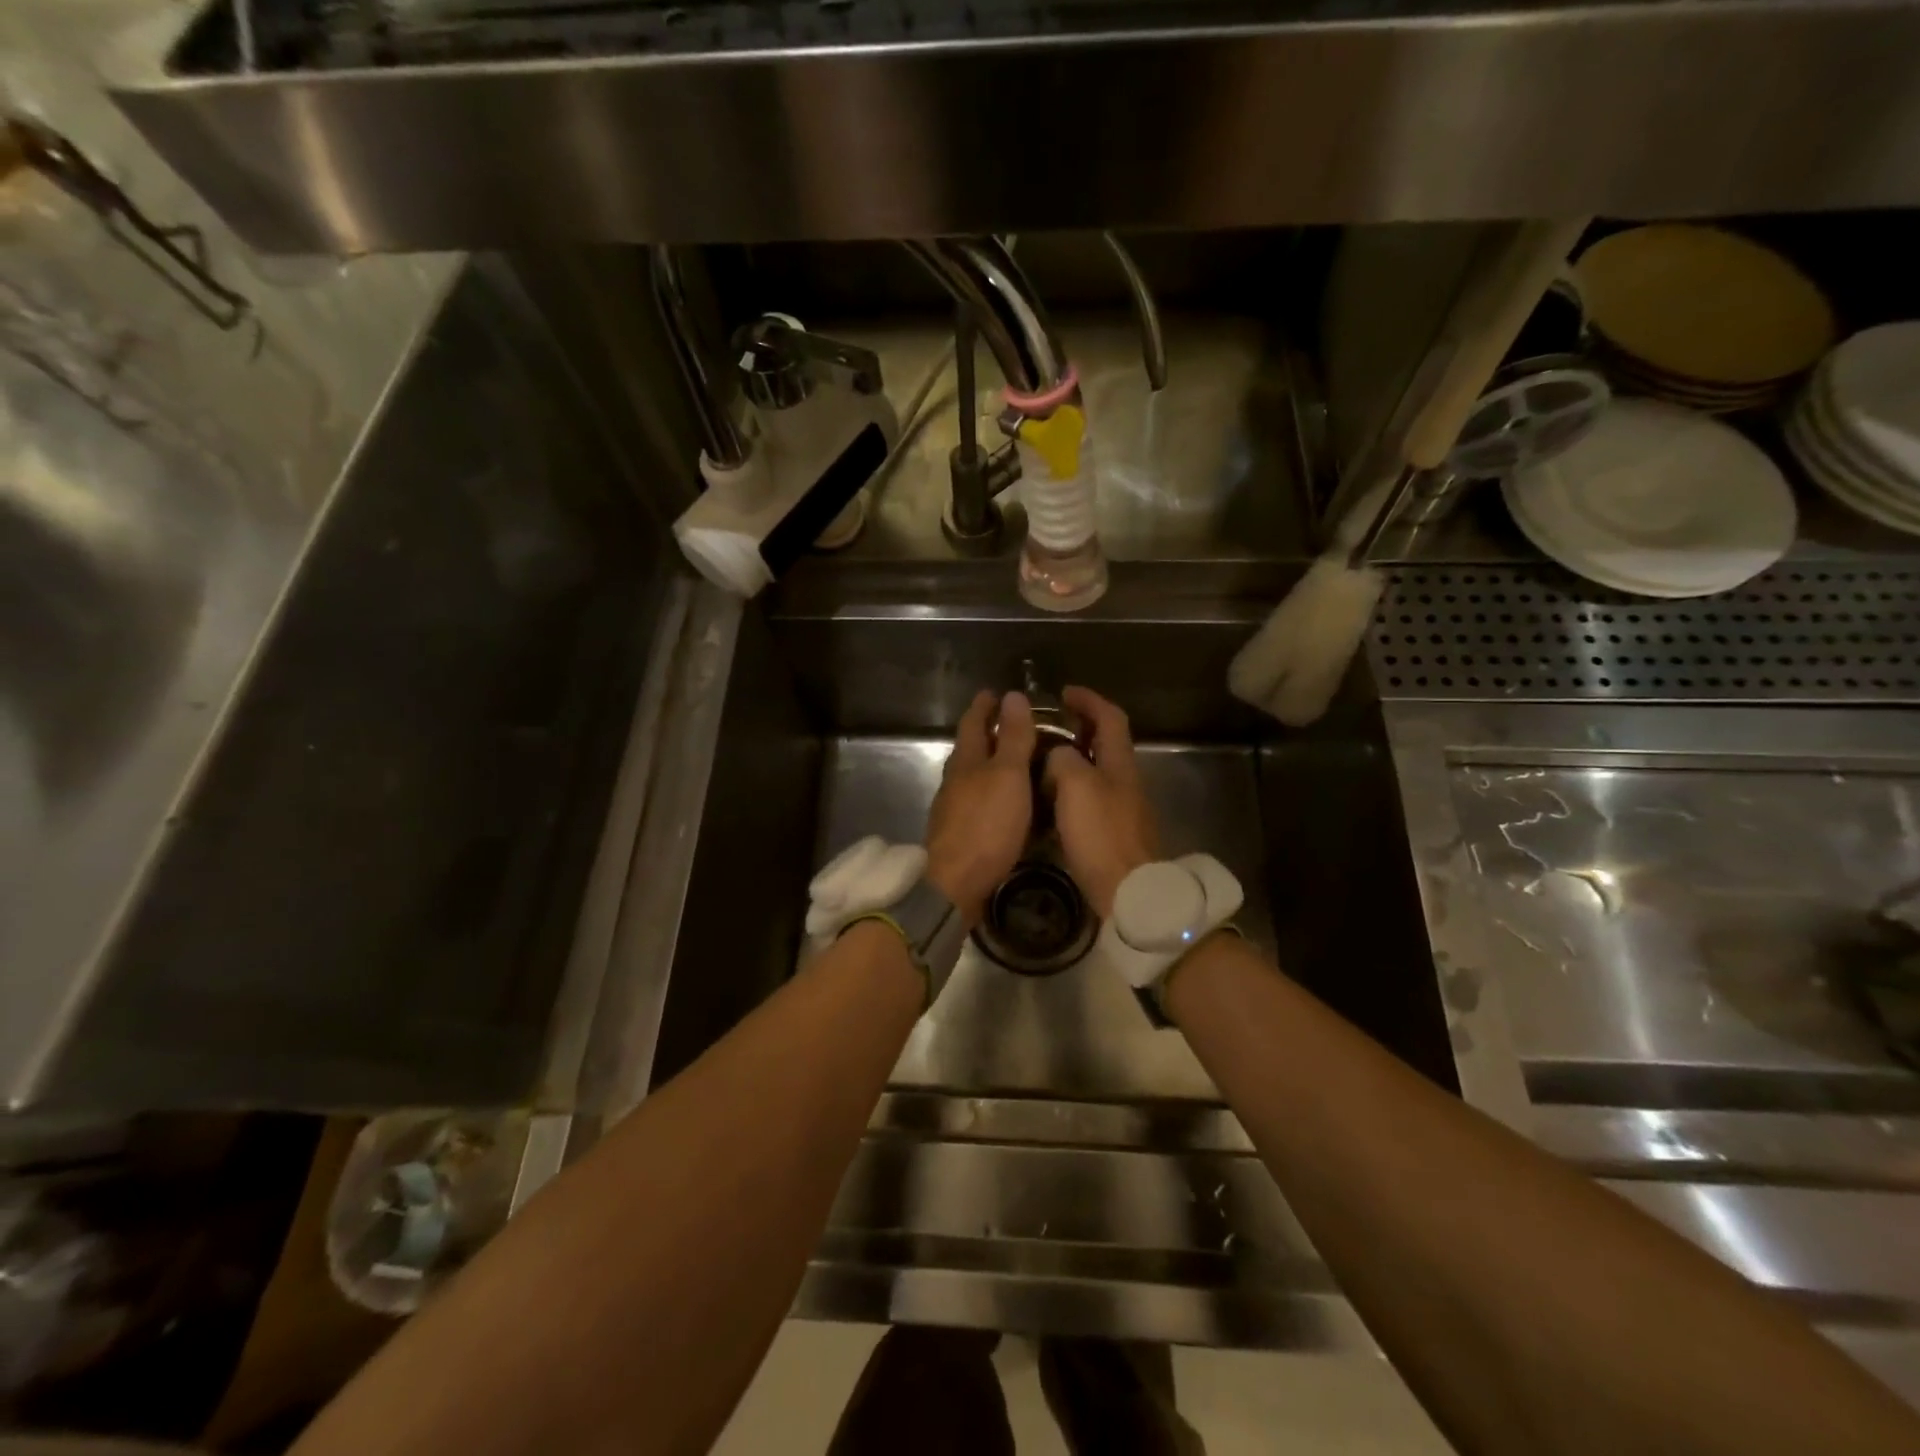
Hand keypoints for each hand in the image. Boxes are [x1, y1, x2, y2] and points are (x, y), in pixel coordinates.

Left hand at [925, 691, 1037, 926]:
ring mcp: (953, 809)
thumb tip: (1012, 696)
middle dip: (988, 733)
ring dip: (991, 765)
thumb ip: (1012, 738)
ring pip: (973, 776)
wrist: (955, 885)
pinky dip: (992, 793)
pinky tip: (1006, 804)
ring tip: (1016, 763)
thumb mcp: (1008, 775)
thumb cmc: (985, 825)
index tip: (996, 693)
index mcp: (966, 760)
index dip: (985, 706)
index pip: (973, 722)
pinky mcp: (959, 834)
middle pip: (971, 748)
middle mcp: (955, 780)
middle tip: (1014, 725)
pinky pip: (978, 802)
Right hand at [1043, 687, 1158, 918]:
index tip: (1064, 692)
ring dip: (1072, 759)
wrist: (1128, 891)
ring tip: (1040, 760)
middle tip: (1047, 727)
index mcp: (1120, 763)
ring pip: (1096, 771)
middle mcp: (1125, 780)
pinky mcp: (1113, 833)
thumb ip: (1063, 759)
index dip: (1089, 700)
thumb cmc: (1101, 833)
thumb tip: (1058, 756)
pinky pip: (1090, 798)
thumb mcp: (1076, 785)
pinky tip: (1049, 799)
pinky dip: (1070, 788)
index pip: (1110, 717)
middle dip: (1079, 728)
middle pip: (1105, 743)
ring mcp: (1122, 808)